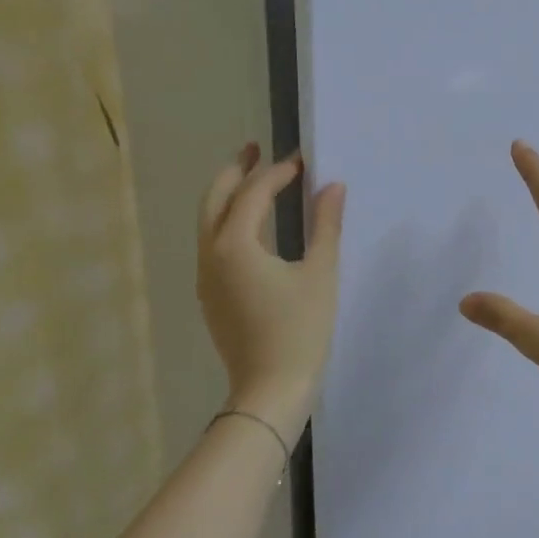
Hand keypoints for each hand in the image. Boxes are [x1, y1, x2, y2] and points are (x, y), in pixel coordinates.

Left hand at [197, 144, 345, 438]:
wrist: (270, 389)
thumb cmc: (300, 330)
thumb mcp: (321, 274)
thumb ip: (326, 226)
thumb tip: (333, 187)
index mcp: (235, 245)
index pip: (254, 193)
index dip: (278, 172)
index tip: (303, 161)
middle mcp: (210, 255)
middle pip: (214, 199)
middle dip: (235, 171)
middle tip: (255, 148)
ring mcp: (205, 277)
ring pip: (209, 222)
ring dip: (229, 196)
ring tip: (253, 180)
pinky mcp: (210, 296)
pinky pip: (213, 244)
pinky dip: (228, 222)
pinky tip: (252, 228)